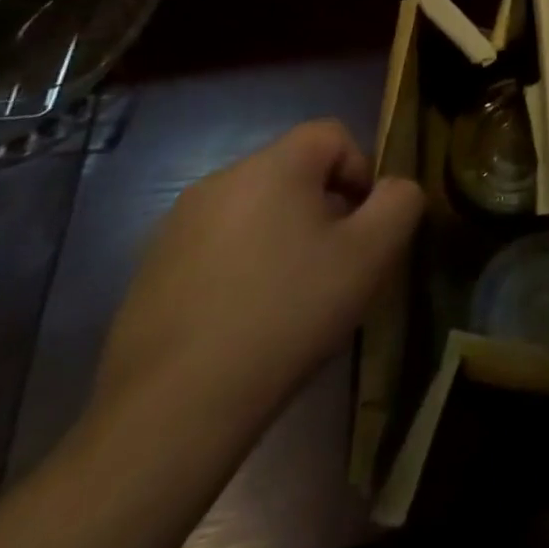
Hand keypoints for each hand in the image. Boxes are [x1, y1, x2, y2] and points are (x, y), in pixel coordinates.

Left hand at [95, 119, 423, 429]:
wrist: (171, 412)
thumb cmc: (287, 314)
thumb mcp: (373, 254)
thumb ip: (400, 201)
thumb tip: (393, 188)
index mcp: (272, 166)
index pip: (332, 134)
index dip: (361, 171)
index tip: (363, 227)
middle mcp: (220, 181)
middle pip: (293, 172)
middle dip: (324, 208)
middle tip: (335, 264)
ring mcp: (175, 228)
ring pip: (255, 211)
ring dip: (282, 238)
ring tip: (291, 297)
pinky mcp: (148, 273)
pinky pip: (215, 248)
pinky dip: (240, 268)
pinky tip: (245, 321)